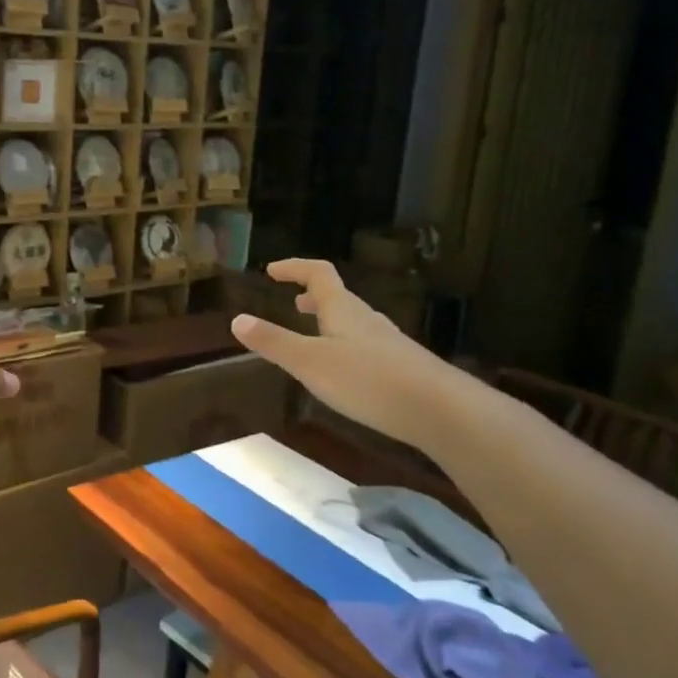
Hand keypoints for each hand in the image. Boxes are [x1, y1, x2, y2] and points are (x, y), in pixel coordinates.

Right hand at [229, 258, 452, 446]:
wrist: (440, 410)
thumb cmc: (368, 379)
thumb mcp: (310, 362)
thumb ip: (274, 343)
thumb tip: (237, 319)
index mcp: (342, 309)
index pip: (318, 274)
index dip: (294, 267)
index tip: (272, 271)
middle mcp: (366, 319)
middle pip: (338, 297)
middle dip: (313, 297)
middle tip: (293, 303)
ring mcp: (387, 343)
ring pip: (353, 322)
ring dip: (330, 322)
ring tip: (313, 335)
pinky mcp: (401, 367)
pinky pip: (365, 345)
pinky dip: (345, 345)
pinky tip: (344, 371)